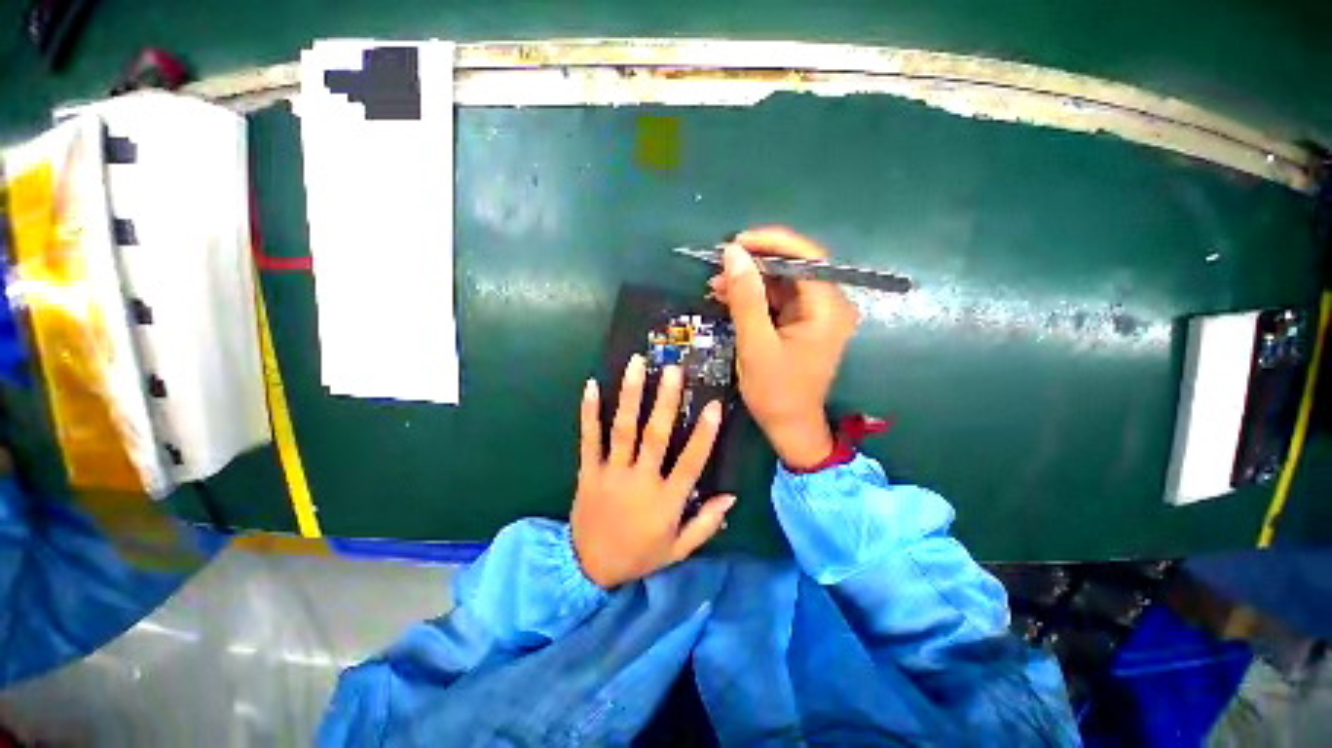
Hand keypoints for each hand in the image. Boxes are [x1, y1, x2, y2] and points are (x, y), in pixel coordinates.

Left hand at [571, 355, 736, 588]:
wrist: (588, 569)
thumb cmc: (639, 556)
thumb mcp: (678, 550)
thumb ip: (706, 524)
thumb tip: (732, 497)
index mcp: (665, 501)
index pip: (690, 463)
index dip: (704, 434)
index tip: (713, 405)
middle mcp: (640, 481)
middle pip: (655, 436)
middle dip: (665, 401)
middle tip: (673, 371)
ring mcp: (611, 473)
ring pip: (623, 430)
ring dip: (630, 396)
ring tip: (636, 365)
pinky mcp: (588, 471)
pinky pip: (589, 438)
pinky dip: (590, 412)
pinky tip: (592, 385)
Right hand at [708, 226, 859, 468]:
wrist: (789, 426)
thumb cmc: (775, 391)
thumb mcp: (755, 344)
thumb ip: (746, 298)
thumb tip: (733, 253)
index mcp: (828, 308)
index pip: (806, 257)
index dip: (771, 243)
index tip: (736, 243)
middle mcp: (829, 305)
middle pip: (793, 268)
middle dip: (754, 265)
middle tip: (719, 267)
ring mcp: (816, 314)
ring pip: (781, 283)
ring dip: (749, 282)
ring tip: (715, 285)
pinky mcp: (802, 323)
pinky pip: (778, 300)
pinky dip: (753, 298)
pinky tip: (728, 297)